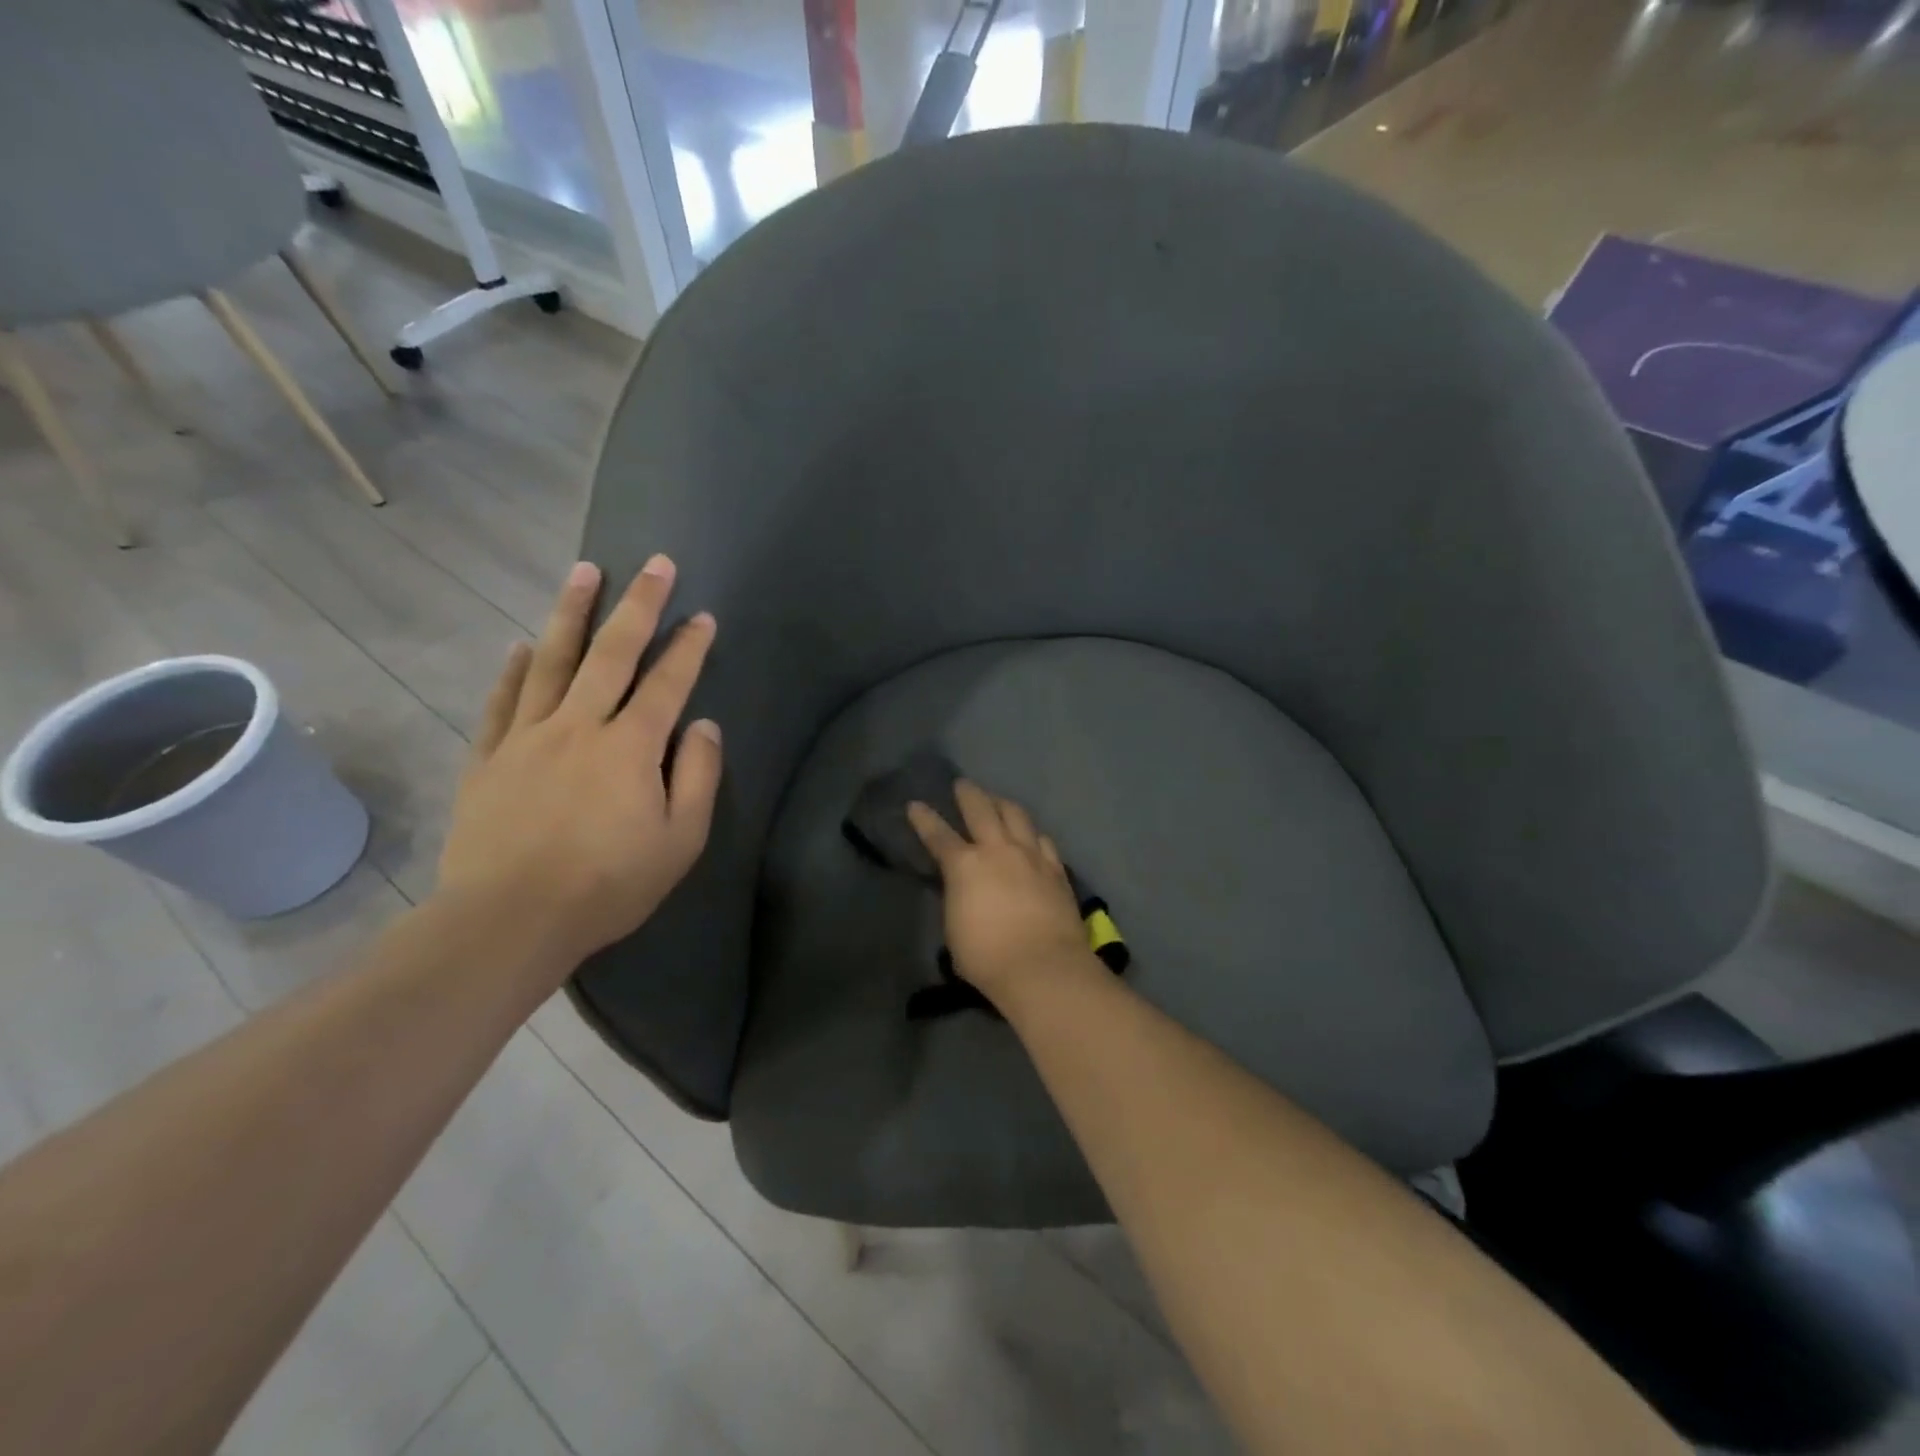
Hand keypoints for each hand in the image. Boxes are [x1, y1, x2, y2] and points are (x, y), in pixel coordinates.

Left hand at [436, 556, 720, 971]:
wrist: (509, 920)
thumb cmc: (608, 884)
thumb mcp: (680, 840)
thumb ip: (697, 776)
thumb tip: (703, 725)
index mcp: (630, 746)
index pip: (667, 683)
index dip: (689, 647)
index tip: (704, 615)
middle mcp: (579, 726)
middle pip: (611, 653)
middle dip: (637, 604)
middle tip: (653, 563)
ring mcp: (527, 737)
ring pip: (552, 661)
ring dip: (571, 613)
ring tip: (584, 571)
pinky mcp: (488, 758)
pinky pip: (501, 701)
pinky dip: (512, 669)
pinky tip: (520, 645)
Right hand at [907, 781, 1093, 1008]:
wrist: (1044, 966)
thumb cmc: (987, 957)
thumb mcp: (955, 930)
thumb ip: (957, 900)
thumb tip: (963, 890)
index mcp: (965, 866)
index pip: (938, 835)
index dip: (924, 819)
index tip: (915, 804)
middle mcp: (998, 850)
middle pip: (981, 810)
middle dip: (968, 794)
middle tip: (962, 784)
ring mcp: (1031, 856)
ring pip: (1016, 816)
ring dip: (1003, 803)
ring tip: (997, 800)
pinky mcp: (1056, 870)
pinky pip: (1043, 840)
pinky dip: (1032, 833)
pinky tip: (1032, 835)